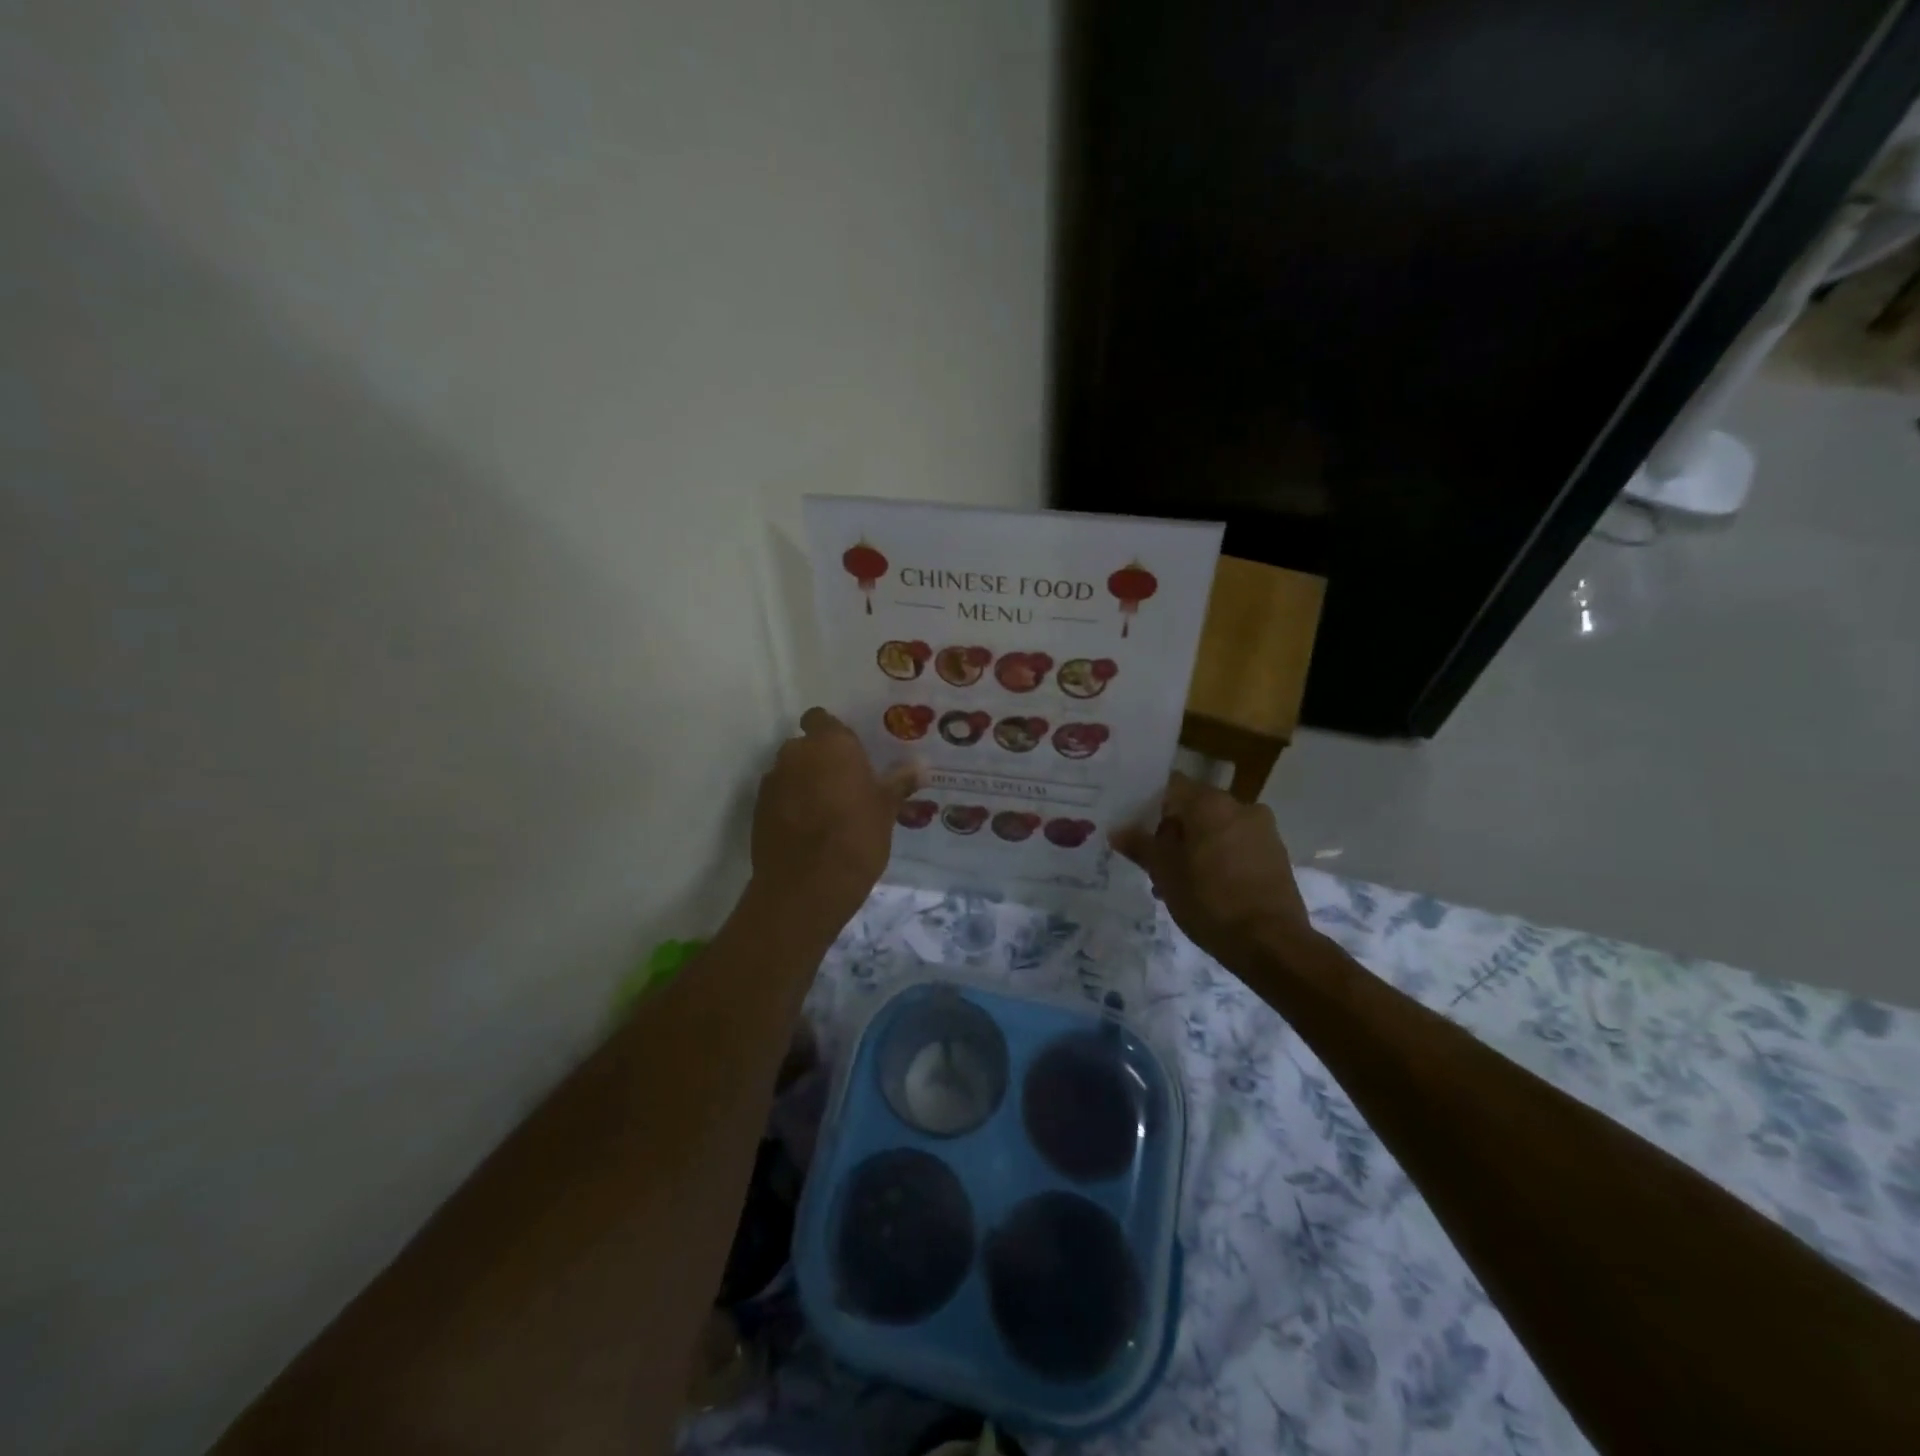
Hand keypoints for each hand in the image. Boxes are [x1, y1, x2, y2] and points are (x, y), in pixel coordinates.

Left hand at [750, 708, 917, 932]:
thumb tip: (921, 766)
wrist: (806, 887)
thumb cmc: (856, 837)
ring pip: (791, 772)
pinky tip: (808, 830)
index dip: (833, 734)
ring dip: (804, 783)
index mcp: (830, 744)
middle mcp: (796, 753)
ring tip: (827, 811)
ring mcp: (772, 781)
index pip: (822, 719)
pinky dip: (790, 805)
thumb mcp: (886, 810)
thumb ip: (899, 783)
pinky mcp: (757, 810)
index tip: (850, 754)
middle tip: (845, 785)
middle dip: (820, 760)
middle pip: (806, 746)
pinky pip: (779, 796)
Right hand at [1112, 772, 1310, 959]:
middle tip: (1153, 862)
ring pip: (1215, 830)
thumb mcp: (1164, 872)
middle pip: (1194, 809)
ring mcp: (1263, 831)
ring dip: (1194, 848)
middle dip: (1172, 833)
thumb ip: (1139, 845)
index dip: (1148, 805)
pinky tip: (1206, 890)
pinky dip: (1218, 860)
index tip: (1134, 828)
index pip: (1171, 787)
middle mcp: (1240, 806)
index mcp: (1210, 802)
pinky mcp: (1276, 856)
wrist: (1271, 943)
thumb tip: (1117, 830)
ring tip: (1176, 883)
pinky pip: (1237, 847)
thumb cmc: (1209, 899)